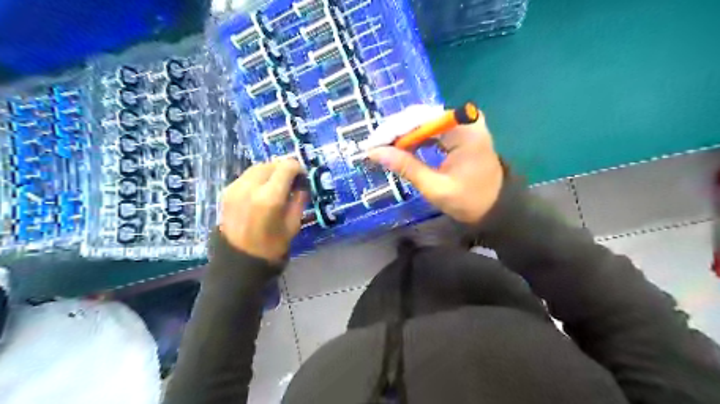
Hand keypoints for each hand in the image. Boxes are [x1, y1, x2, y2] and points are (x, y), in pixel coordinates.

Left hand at [221, 159, 306, 262]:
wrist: (238, 261)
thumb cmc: (272, 246)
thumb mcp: (293, 224)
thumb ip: (299, 199)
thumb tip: (301, 184)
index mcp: (269, 197)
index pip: (287, 167)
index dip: (298, 168)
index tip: (302, 177)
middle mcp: (250, 187)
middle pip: (271, 164)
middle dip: (284, 168)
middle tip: (292, 179)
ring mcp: (235, 188)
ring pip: (257, 167)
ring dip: (270, 171)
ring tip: (278, 183)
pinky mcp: (226, 192)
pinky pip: (246, 176)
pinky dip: (258, 177)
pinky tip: (263, 190)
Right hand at [367, 109, 501, 224]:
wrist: (497, 206)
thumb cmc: (470, 200)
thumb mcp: (435, 187)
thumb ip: (406, 167)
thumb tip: (375, 153)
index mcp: (463, 129)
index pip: (419, 120)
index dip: (391, 131)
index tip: (371, 146)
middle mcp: (463, 118)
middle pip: (419, 116)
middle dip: (394, 132)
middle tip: (373, 149)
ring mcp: (462, 122)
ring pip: (422, 121)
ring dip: (401, 135)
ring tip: (382, 150)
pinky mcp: (458, 130)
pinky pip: (429, 129)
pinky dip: (413, 139)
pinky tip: (400, 148)